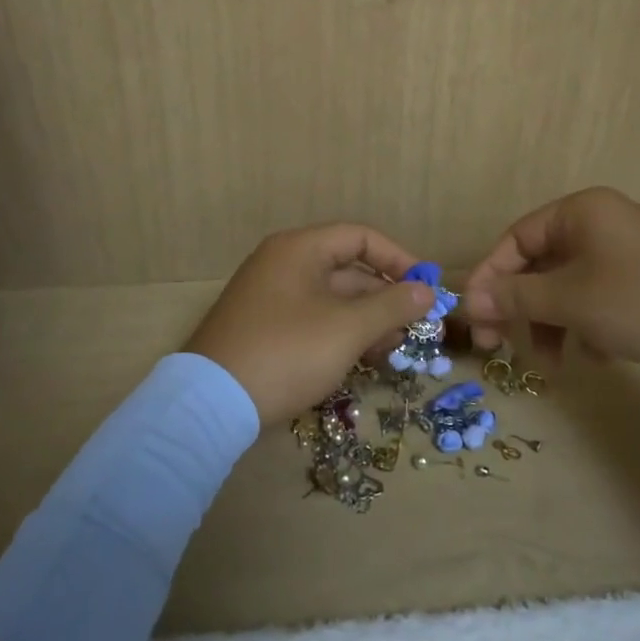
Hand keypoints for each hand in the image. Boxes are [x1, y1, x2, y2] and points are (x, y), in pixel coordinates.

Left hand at [183, 224, 434, 423]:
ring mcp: (270, 297)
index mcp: (299, 249)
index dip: (398, 259)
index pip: (360, 237)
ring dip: (366, 320)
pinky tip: (362, 359)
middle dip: (384, 297)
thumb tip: (427, 291)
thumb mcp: (347, 328)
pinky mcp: (264, 328)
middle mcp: (282, 264)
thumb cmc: (288, 352)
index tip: (425, 288)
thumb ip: (392, 306)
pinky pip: (313, 319)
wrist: (212, 404)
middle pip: (347, 269)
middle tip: (414, 328)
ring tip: (393, 350)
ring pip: (331, 298)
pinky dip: (340, 333)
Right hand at [461, 187, 639, 375]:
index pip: (515, 239)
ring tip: (555, 364)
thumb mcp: (570, 300)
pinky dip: (586, 326)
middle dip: (521, 309)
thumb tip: (468, 299)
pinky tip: (598, 355)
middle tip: (498, 347)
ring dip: (552, 325)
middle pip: (539, 266)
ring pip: (567, 288)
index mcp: (579, 212)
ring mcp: (624, 252)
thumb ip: (515, 297)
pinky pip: (596, 299)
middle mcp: (599, 224)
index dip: (489, 277)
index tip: (473, 316)